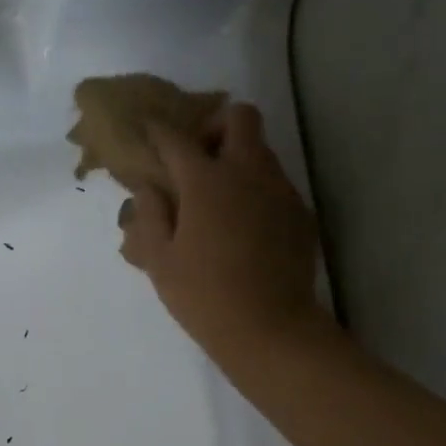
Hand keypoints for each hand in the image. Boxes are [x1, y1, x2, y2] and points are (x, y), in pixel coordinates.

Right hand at [118, 102, 337, 362]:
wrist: (269, 327)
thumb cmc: (202, 296)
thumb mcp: (159, 261)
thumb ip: (149, 216)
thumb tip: (146, 186)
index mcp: (206, 181)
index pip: (177, 140)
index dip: (159, 132)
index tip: (148, 132)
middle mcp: (248, 172)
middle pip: (238, 117)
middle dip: (214, 126)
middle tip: (195, 158)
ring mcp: (280, 190)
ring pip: (260, 150)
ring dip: (235, 158)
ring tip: (215, 198)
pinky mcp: (299, 212)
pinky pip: (274, 183)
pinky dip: (254, 189)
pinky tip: (240, 227)